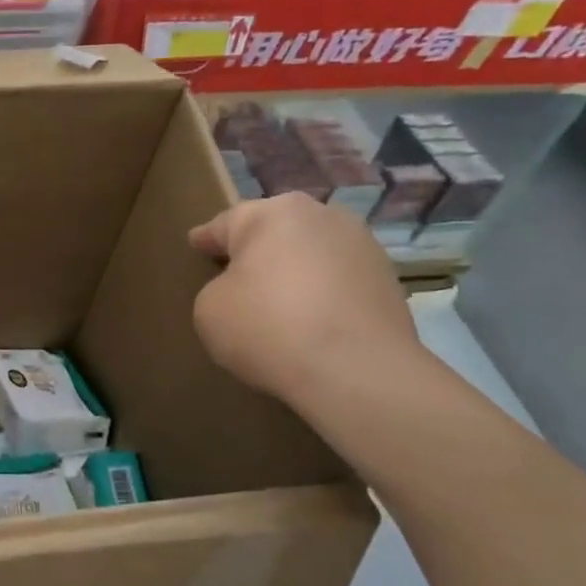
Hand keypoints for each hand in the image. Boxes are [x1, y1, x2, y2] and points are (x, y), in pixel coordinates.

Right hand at [188, 194, 421, 405]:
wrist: (358, 372)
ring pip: (311, 254)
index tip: (195, 247)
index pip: (225, 224)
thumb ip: (217, 288)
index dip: (206, 240)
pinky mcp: (389, 279)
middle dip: (256, 252)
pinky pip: (339, 281)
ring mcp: (363, 245)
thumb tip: (244, 290)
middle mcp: (320, 215)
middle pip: (274, 233)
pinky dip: (323, 295)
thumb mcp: (208, 310)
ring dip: (294, 272)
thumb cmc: (269, 328)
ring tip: (279, 307)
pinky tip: (312, 323)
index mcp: (271, 214)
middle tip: (236, 280)